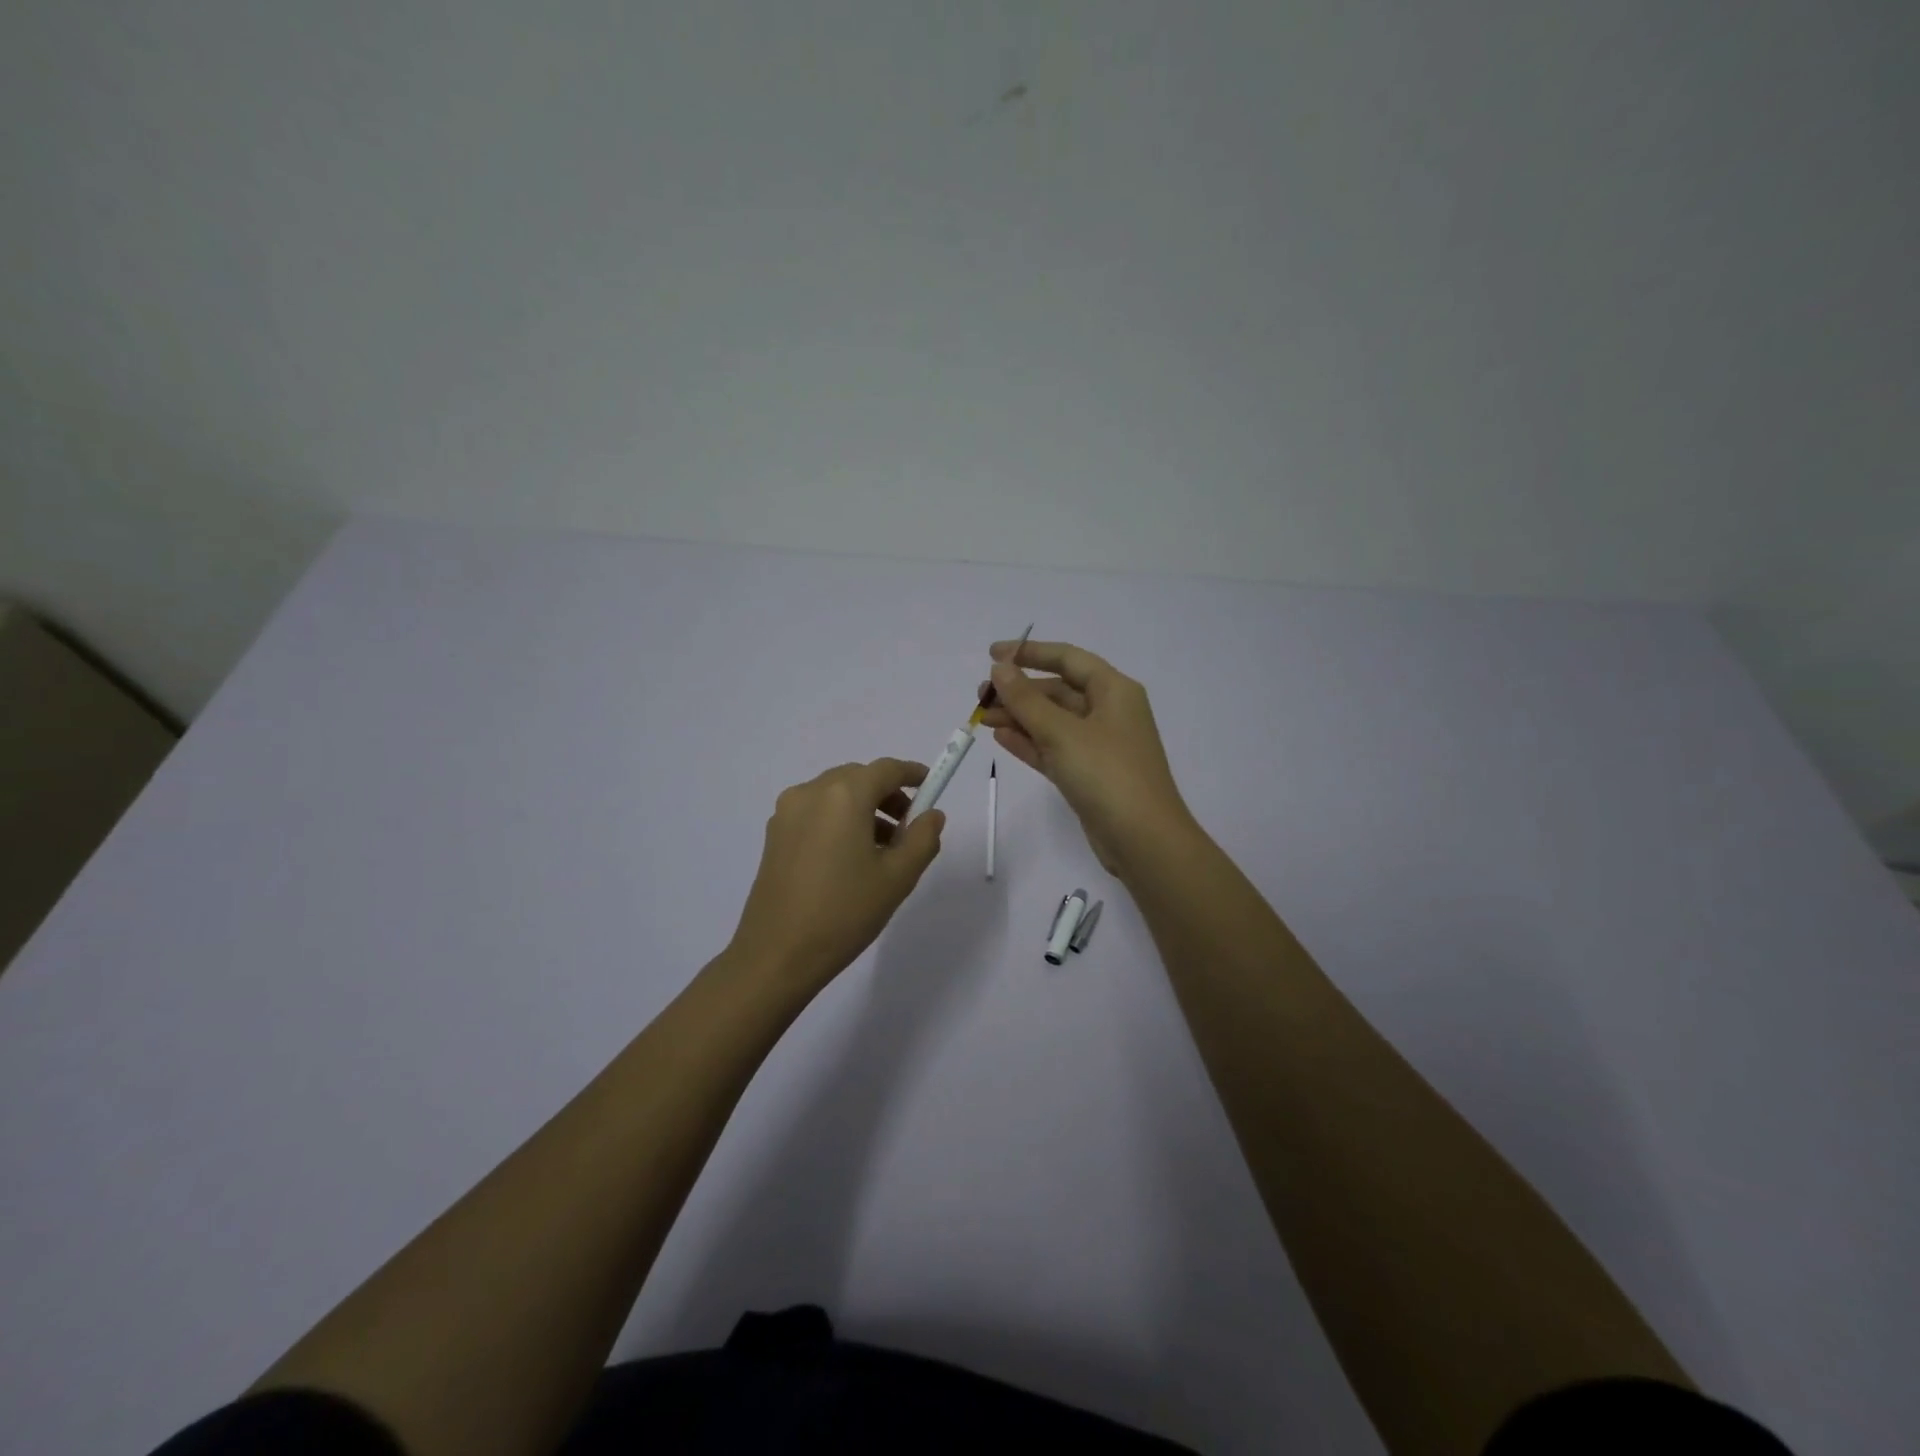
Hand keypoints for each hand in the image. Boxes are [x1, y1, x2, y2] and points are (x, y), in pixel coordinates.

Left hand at [727, 758, 944, 990]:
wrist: (777, 955)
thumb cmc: (844, 912)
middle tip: (909, 826)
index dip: (913, 774)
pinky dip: (839, 820)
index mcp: (844, 796)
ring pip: (836, 795)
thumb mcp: (898, 878)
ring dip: (864, 808)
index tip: (931, 786)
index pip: (886, 769)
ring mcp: (787, 812)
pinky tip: (850, 858)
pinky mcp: (774, 834)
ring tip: (883, 849)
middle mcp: (811, 792)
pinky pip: (816, 812)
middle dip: (888, 794)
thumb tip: (931, 814)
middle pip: (859, 778)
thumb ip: (922, 838)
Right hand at [979, 640, 1193, 875]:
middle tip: (980, 696)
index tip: (992, 654)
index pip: (1068, 659)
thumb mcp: (1062, 732)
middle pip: (1058, 691)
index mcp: (1114, 691)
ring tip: (981, 718)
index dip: (1030, 652)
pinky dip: (1029, 742)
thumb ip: (1026, 699)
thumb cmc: (1107, 774)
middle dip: (1019, 691)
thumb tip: (1000, 668)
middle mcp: (1109, 712)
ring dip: (1019, 717)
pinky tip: (1000, 737)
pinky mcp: (1089, 774)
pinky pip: (1054, 748)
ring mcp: (1099, 745)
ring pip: (1052, 722)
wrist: (1143, 840)